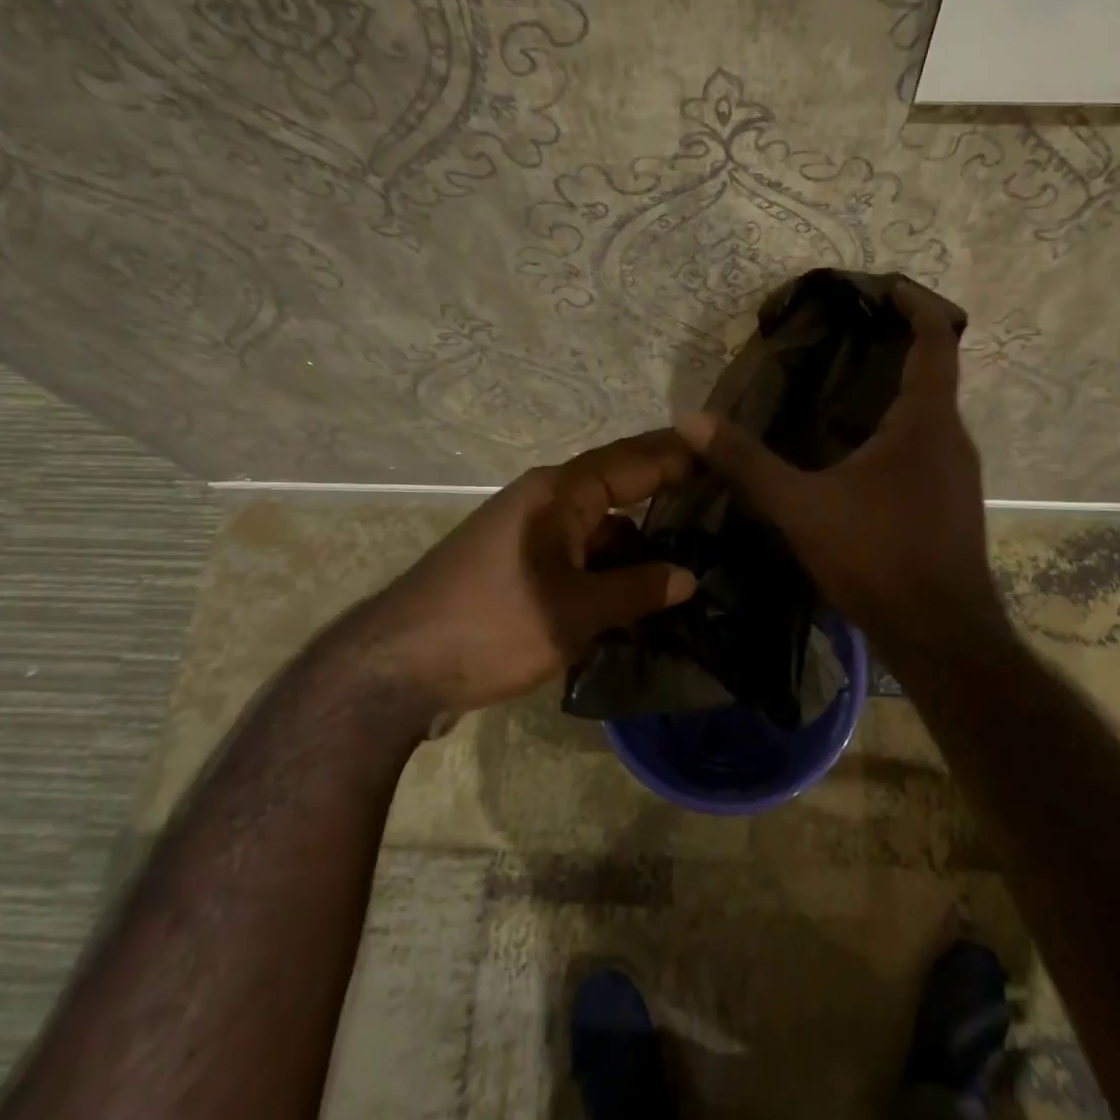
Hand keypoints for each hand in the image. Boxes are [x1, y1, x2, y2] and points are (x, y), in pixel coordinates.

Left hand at [352, 431, 698, 714]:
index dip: (680, 456)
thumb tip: (689, 577)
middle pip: (617, 487)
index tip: (725, 452)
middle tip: (722, 500)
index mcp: (558, 493)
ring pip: (599, 526)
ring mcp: (529, 534)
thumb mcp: (574, 612)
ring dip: (638, 539)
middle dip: (665, 492)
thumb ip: (636, 591)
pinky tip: (640, 591)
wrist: (395, 667)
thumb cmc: (490, 625)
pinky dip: (610, 566)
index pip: (633, 460)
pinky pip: (579, 553)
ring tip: (694, 551)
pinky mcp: (519, 565)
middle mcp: (545, 501)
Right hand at [676, 284, 1006, 658]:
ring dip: (895, 396)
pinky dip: (897, 434)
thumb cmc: (877, 556)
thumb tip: (690, 419)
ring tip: (841, 393)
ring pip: (929, 417)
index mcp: (926, 423)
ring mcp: (958, 475)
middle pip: (933, 376)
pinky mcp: (951, 505)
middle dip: (895, 351)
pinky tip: (856, 457)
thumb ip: (747, 462)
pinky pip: (926, 450)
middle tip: (845, 340)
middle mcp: (953, 439)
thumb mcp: (801, 506)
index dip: (916, 306)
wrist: (939, 634)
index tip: (887, 288)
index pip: (937, 341)